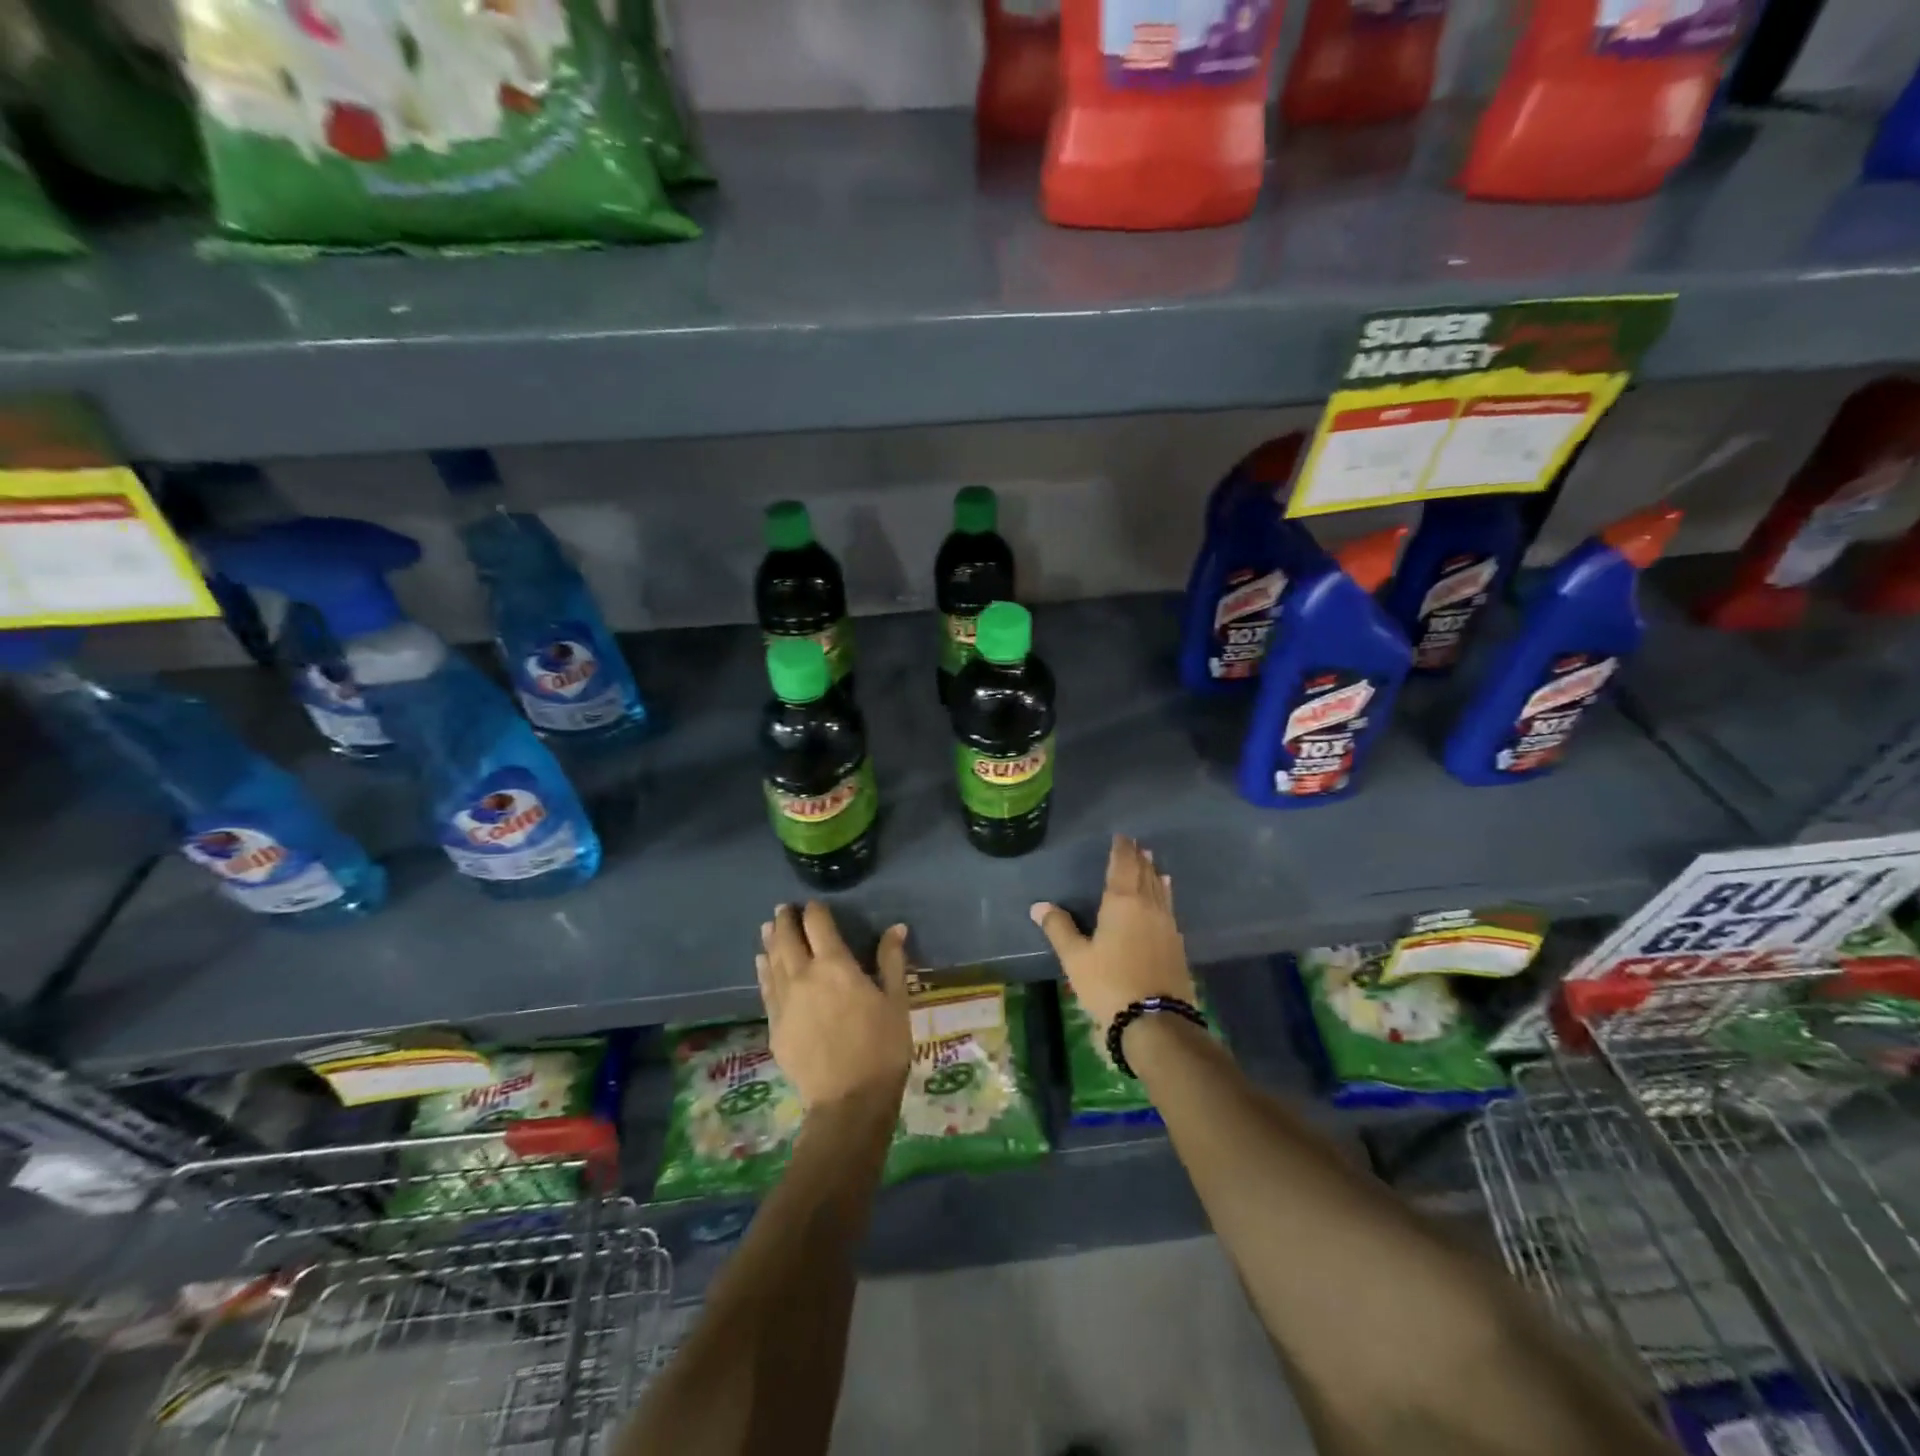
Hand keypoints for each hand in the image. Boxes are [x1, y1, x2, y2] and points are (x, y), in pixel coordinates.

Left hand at [757, 902, 911, 1111]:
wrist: (848, 1100)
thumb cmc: (882, 1047)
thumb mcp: (896, 1001)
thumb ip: (892, 960)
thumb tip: (896, 927)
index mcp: (835, 965)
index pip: (818, 924)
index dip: (815, 910)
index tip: (815, 905)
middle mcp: (803, 975)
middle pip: (788, 938)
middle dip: (786, 920)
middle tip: (785, 908)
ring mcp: (784, 1001)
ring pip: (771, 961)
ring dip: (771, 941)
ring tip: (769, 927)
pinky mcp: (774, 1025)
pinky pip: (765, 988)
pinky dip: (763, 970)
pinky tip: (762, 963)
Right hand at [1031, 835, 1194, 1029]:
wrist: (1156, 1021)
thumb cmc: (1109, 984)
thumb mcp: (1076, 958)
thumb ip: (1059, 928)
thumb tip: (1039, 905)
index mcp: (1122, 902)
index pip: (1122, 866)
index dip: (1121, 850)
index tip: (1121, 837)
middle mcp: (1148, 906)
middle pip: (1143, 874)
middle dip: (1138, 859)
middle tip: (1135, 845)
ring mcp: (1167, 925)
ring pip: (1159, 890)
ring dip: (1153, 874)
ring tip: (1152, 862)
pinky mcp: (1177, 944)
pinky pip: (1169, 907)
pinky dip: (1164, 894)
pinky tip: (1166, 896)